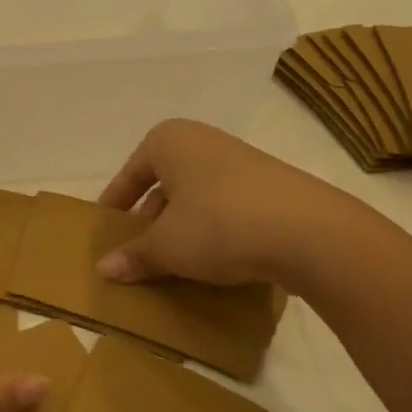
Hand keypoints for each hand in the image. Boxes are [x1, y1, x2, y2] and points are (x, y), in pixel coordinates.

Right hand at [96, 119, 357, 288]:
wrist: (309, 232)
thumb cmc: (218, 224)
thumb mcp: (167, 246)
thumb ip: (134, 256)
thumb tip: (103, 270)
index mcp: (170, 141)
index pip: (131, 172)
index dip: (116, 201)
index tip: (106, 227)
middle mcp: (205, 141)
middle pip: (165, 182)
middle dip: (151, 217)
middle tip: (140, 249)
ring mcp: (243, 162)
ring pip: (198, 196)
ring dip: (184, 227)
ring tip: (176, 261)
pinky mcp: (273, 188)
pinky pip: (229, 208)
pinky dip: (215, 231)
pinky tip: (215, 261)